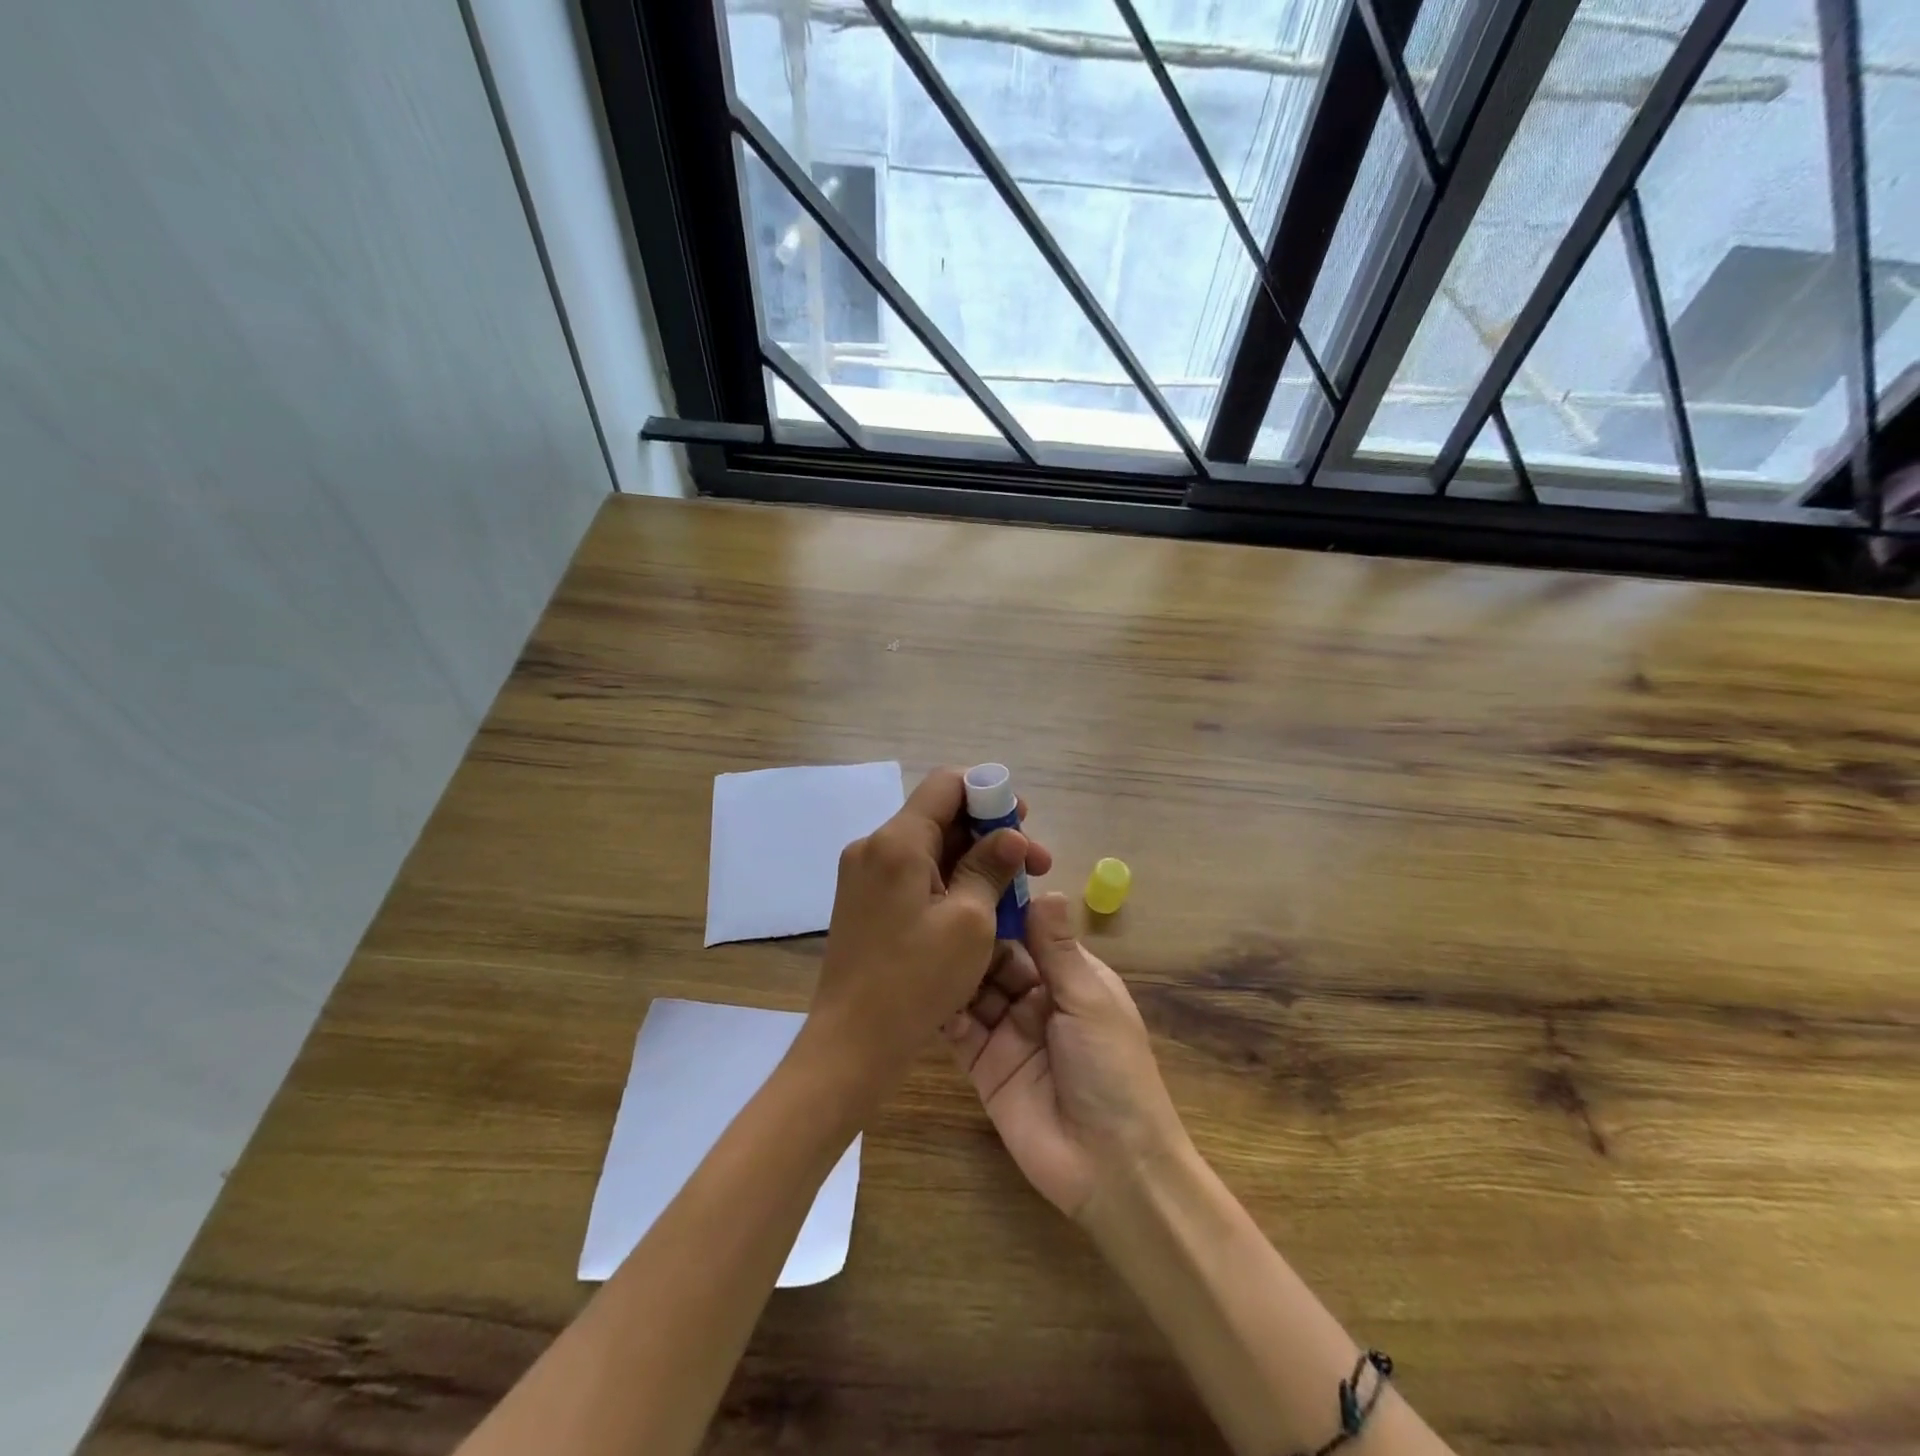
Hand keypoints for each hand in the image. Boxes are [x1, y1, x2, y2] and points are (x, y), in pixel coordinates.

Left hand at [804, 768, 1054, 1095]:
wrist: (852, 1043)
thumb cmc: (917, 980)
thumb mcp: (970, 921)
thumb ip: (990, 867)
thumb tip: (1010, 836)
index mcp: (897, 841)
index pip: (947, 784)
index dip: (990, 792)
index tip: (1023, 821)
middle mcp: (874, 846)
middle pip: (939, 816)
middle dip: (990, 833)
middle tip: (1034, 865)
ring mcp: (864, 875)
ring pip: (929, 847)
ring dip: (973, 860)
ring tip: (1013, 892)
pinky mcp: (864, 901)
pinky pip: (913, 874)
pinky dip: (949, 880)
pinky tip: (979, 907)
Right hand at [945, 891, 1188, 1220]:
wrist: (1110, 1166)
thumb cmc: (1112, 1069)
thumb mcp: (1089, 1000)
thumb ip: (1058, 948)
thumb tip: (1046, 889)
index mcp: (1070, 977)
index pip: (1031, 932)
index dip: (1005, 909)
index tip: (971, 878)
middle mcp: (1036, 998)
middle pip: (997, 958)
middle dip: (972, 938)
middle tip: (933, 908)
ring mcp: (1007, 1032)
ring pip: (974, 989)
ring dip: (954, 970)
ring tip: (922, 942)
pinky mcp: (983, 1066)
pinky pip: (959, 1030)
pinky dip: (943, 1011)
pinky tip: (922, 990)